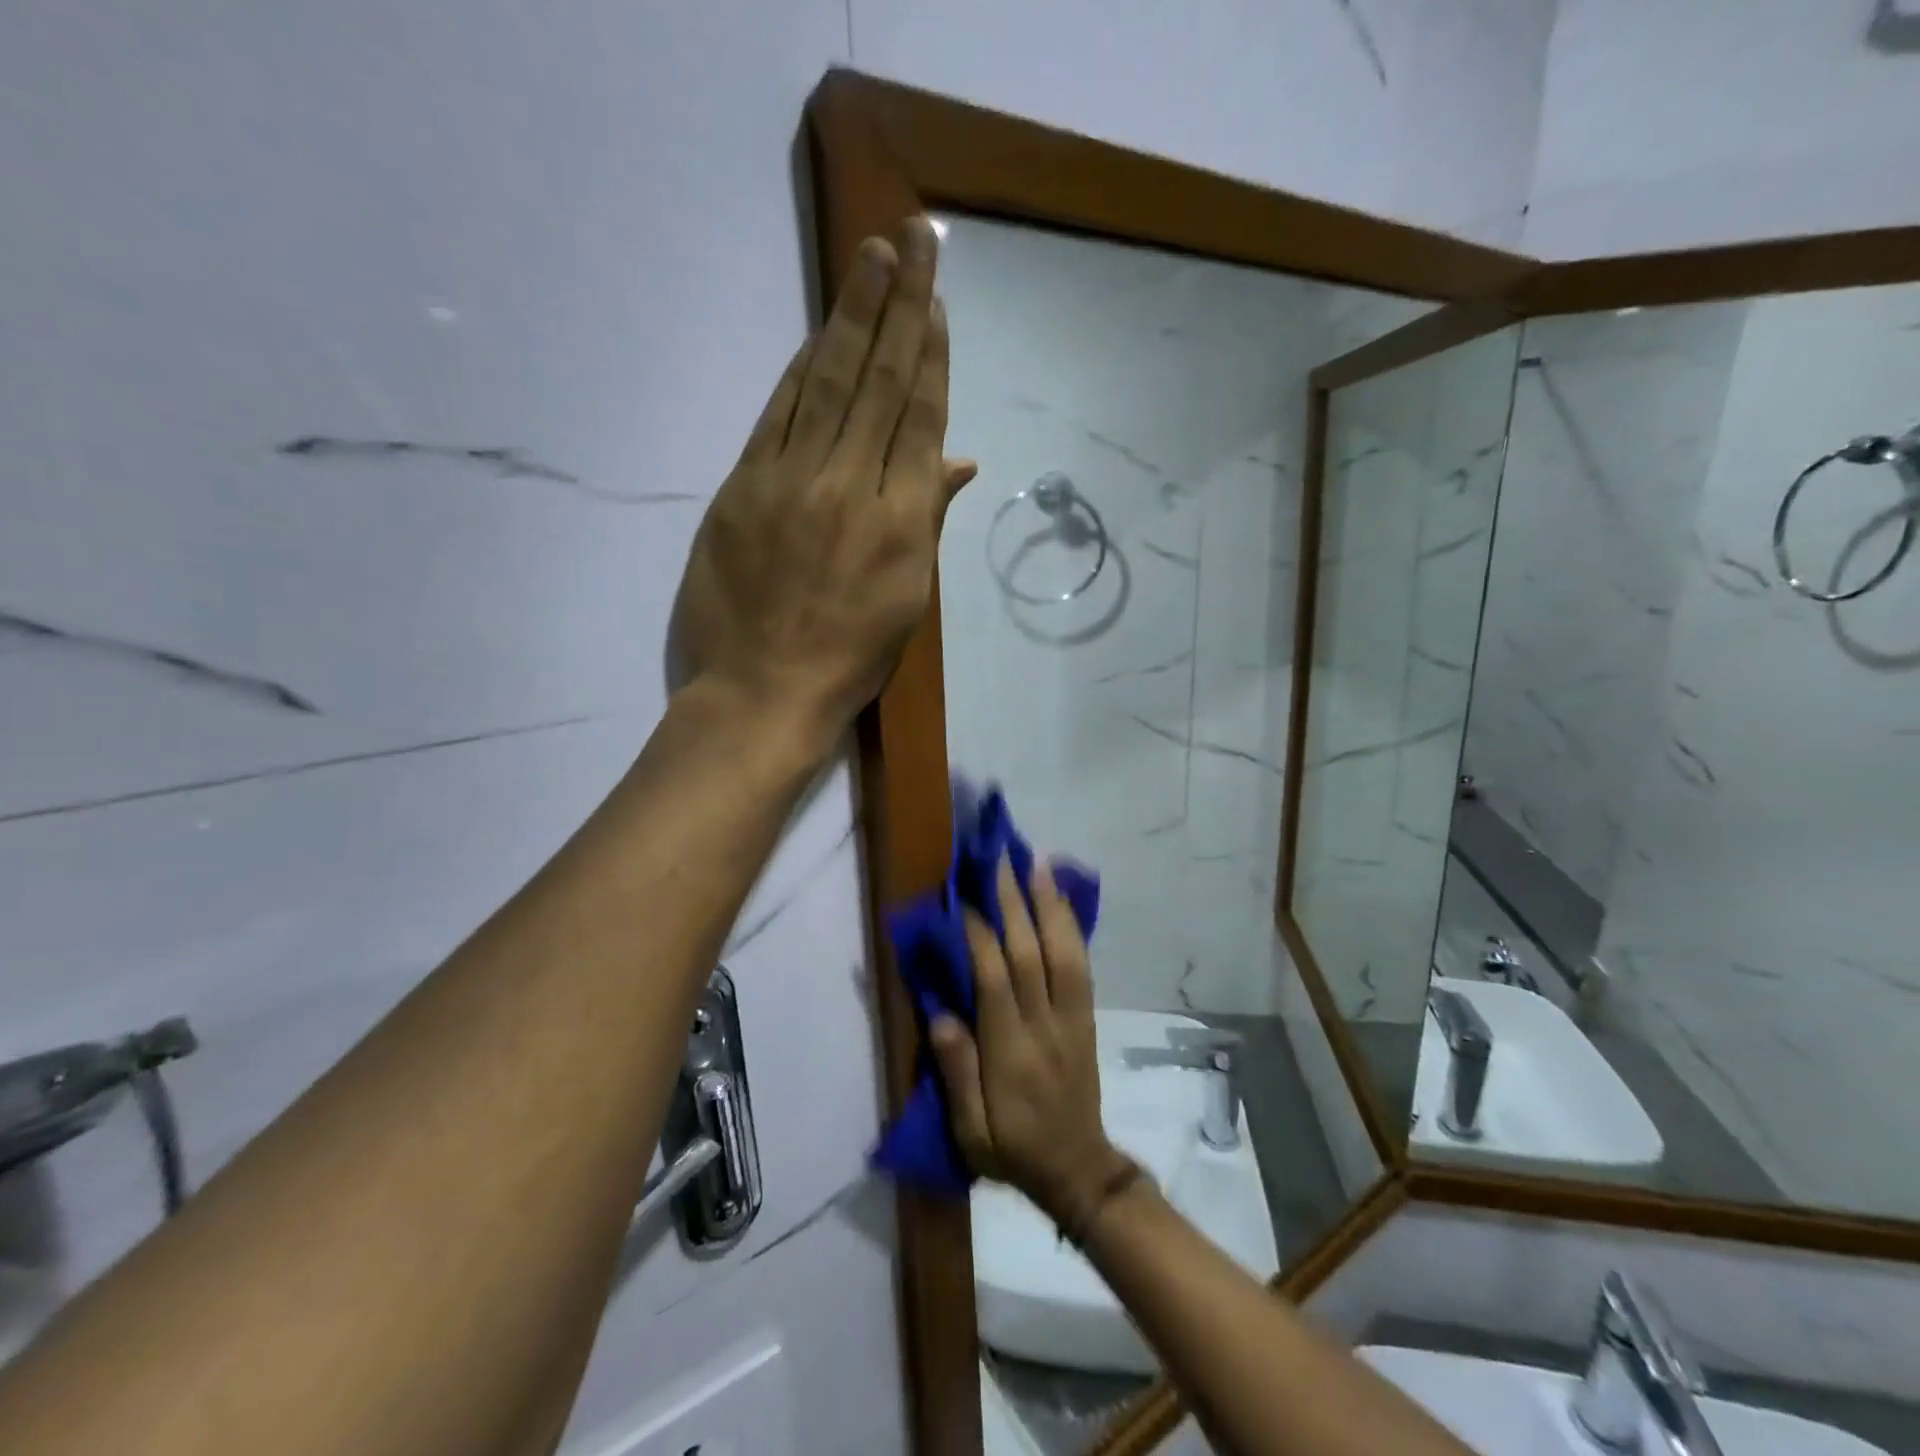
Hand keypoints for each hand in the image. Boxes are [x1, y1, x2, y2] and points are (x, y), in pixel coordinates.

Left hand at [674, 216, 976, 746]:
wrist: (763, 692)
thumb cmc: (849, 659)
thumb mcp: (908, 601)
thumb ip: (929, 522)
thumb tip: (958, 462)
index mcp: (901, 522)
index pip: (919, 418)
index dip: (931, 354)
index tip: (937, 300)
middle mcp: (851, 486)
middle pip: (878, 382)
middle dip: (900, 306)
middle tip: (912, 237)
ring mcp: (791, 482)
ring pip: (826, 383)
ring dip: (851, 316)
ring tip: (871, 258)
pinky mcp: (742, 488)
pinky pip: (776, 415)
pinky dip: (799, 370)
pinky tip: (816, 334)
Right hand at [930, 857, 1133, 1228]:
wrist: (1078, 1170)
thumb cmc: (1013, 1150)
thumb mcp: (971, 1132)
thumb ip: (957, 1072)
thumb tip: (941, 1013)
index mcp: (1011, 1053)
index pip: (995, 981)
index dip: (980, 935)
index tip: (965, 897)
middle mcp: (1045, 1026)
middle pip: (1032, 954)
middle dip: (1016, 903)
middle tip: (1004, 859)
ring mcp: (1072, 1019)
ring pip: (1065, 952)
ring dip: (1051, 905)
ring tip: (1039, 865)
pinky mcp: (1087, 1019)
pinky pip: (1083, 967)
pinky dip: (1073, 929)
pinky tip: (1064, 902)